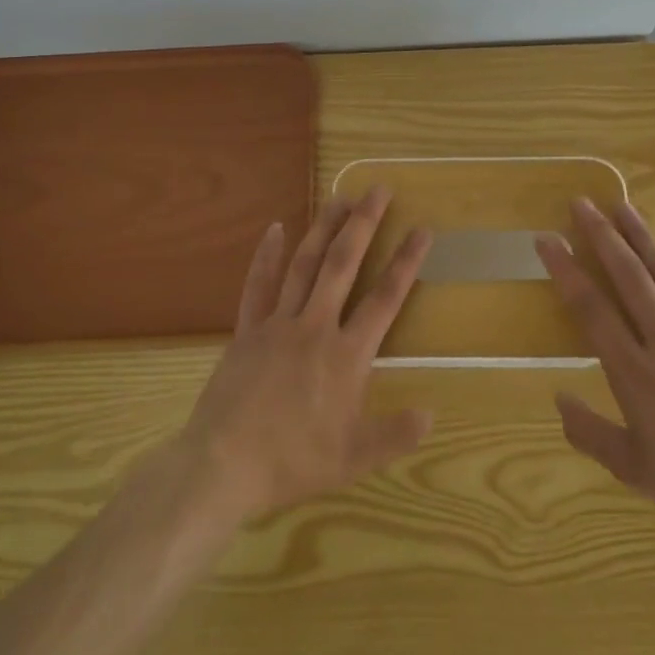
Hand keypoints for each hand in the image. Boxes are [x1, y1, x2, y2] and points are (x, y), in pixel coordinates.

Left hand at [177, 187, 433, 525]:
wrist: (223, 464)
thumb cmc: (292, 461)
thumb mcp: (353, 458)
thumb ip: (394, 434)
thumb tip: (431, 413)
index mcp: (346, 355)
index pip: (385, 299)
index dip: (406, 263)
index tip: (421, 230)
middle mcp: (315, 327)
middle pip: (343, 265)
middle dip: (363, 225)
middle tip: (378, 190)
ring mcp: (277, 324)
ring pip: (305, 265)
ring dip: (323, 229)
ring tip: (339, 197)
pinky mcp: (247, 330)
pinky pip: (258, 285)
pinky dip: (266, 255)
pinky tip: (275, 228)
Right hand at [535, 199, 654, 567]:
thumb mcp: (632, 470)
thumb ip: (589, 433)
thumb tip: (558, 397)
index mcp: (634, 373)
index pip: (591, 308)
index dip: (566, 269)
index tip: (547, 238)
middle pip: (628, 277)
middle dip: (602, 236)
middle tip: (582, 203)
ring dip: (642, 238)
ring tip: (621, 205)